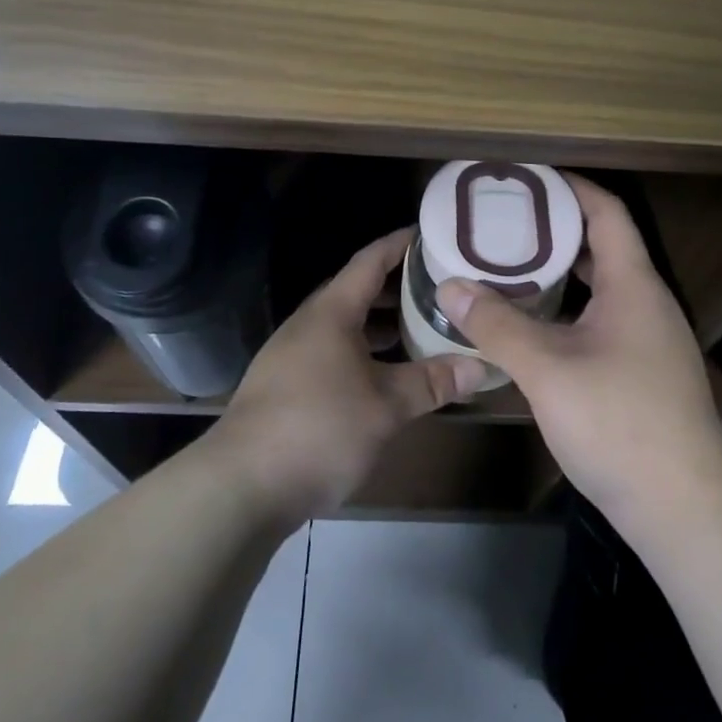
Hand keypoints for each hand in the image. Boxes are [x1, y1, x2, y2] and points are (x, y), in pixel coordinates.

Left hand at [212, 228, 488, 521]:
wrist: (241, 487)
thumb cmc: (319, 429)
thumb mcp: (386, 406)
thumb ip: (432, 382)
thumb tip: (481, 365)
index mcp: (332, 312)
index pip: (370, 260)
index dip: (401, 244)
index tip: (432, 234)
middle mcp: (310, 324)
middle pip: (358, 290)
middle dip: (399, 285)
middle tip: (441, 286)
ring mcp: (294, 355)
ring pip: (347, 325)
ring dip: (382, 323)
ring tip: (423, 327)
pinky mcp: (287, 386)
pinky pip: (335, 351)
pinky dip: (366, 351)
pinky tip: (387, 374)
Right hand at [437, 177, 721, 529]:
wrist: (684, 505)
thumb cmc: (618, 422)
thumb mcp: (547, 369)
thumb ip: (497, 324)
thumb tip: (450, 286)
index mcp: (632, 284)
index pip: (605, 212)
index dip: (570, 187)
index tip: (527, 177)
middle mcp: (645, 301)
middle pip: (601, 245)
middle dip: (554, 229)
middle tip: (503, 223)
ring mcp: (647, 338)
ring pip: (600, 286)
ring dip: (559, 272)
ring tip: (508, 266)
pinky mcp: (641, 370)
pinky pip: (600, 318)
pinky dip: (567, 309)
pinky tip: (531, 324)